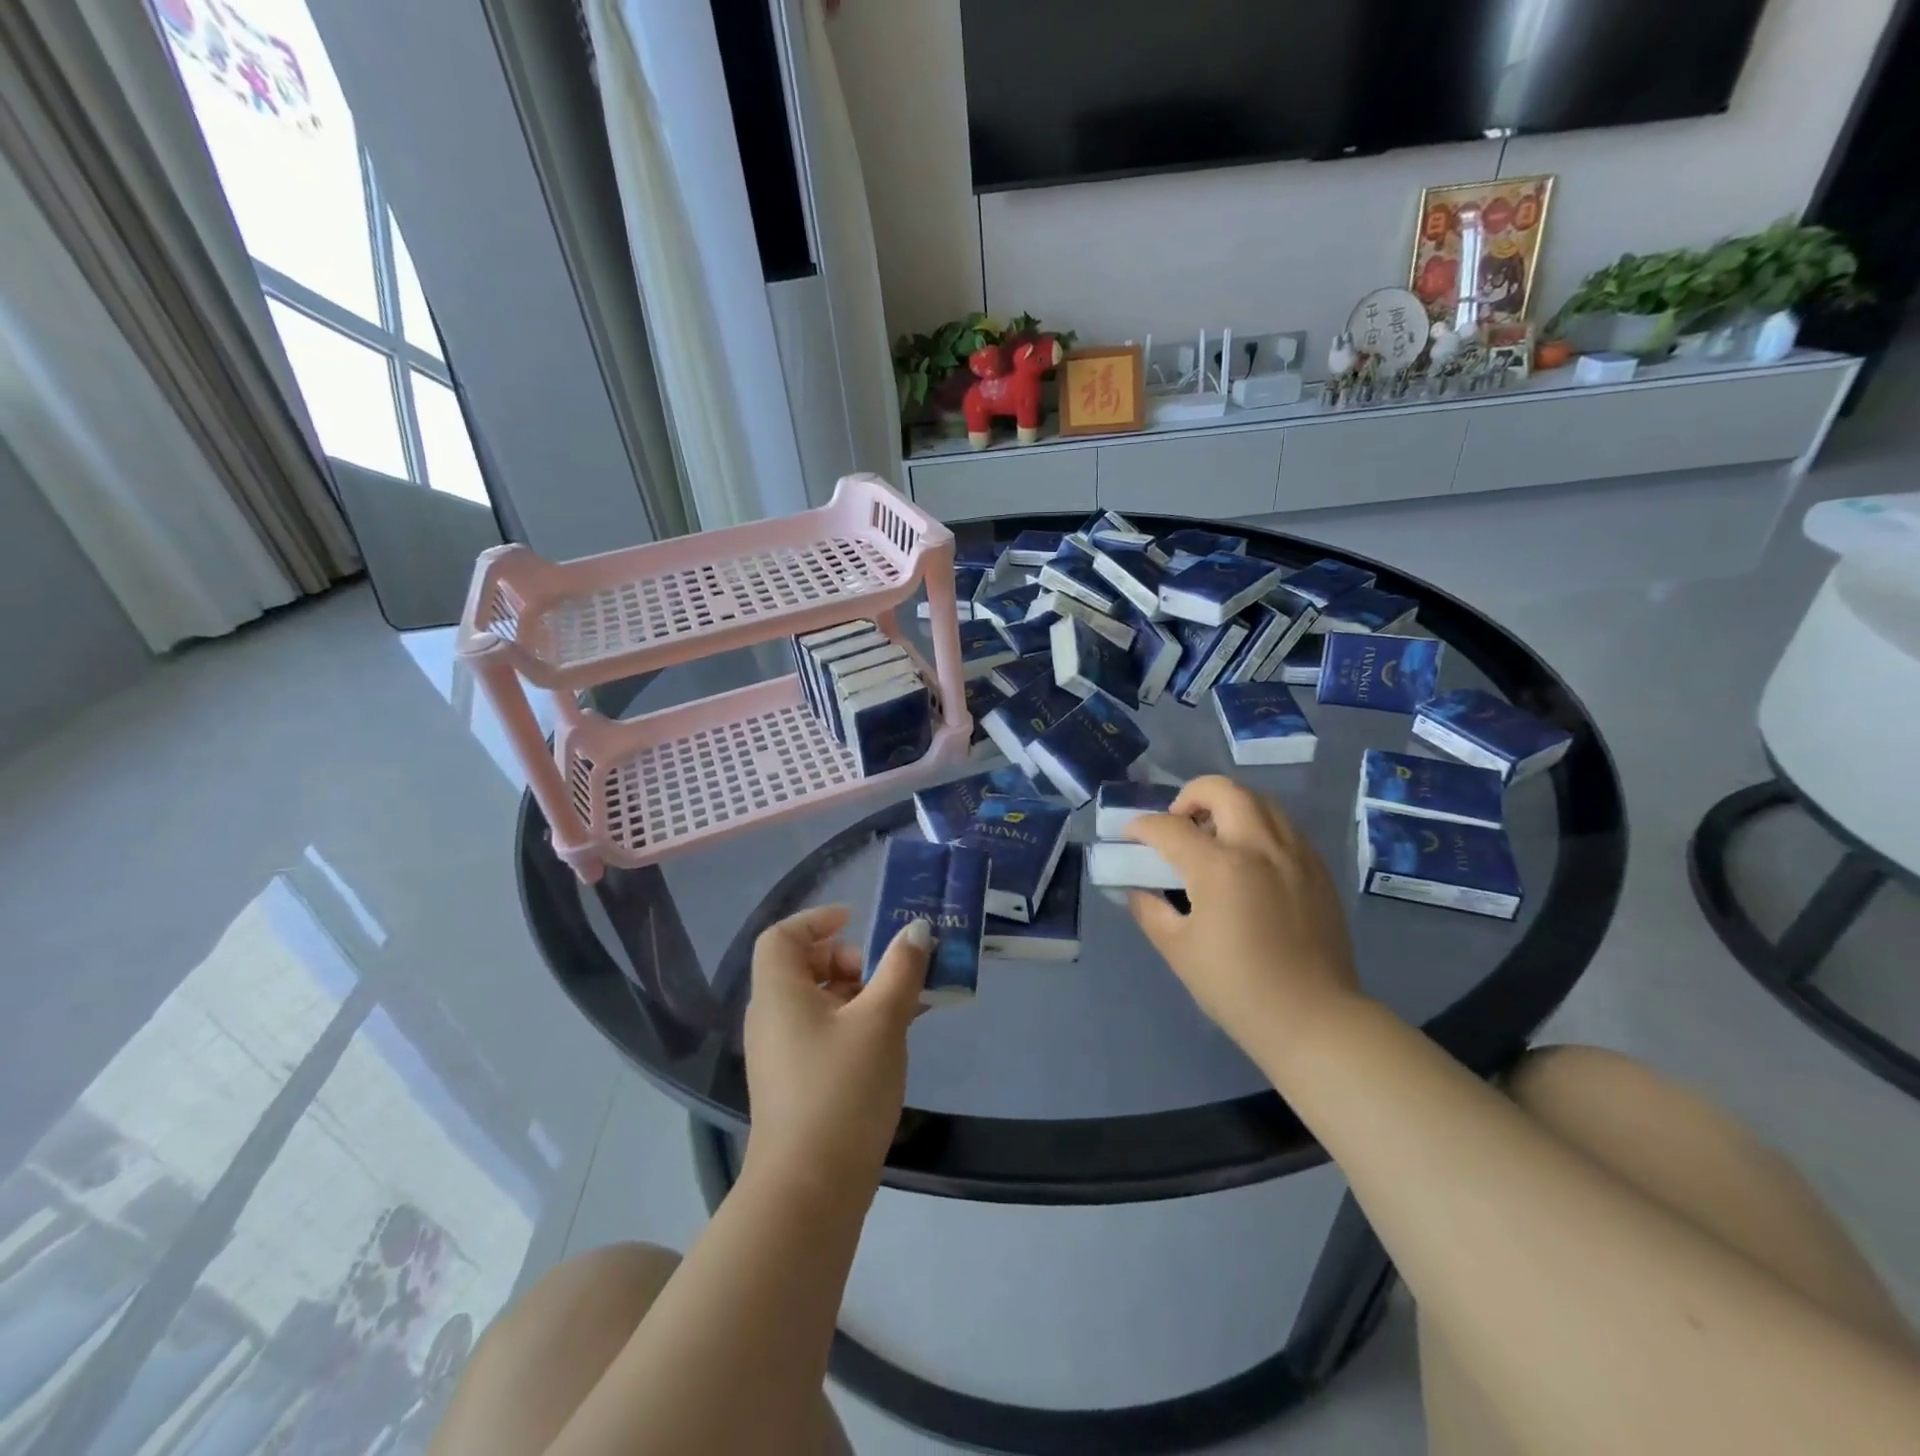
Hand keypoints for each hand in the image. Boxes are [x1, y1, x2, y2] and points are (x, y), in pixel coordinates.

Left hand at [742, 906, 928, 1200]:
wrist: (810, 1190)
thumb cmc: (842, 1089)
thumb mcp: (882, 1020)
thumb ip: (901, 969)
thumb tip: (917, 930)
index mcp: (779, 993)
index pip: (782, 936)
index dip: (817, 920)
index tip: (859, 921)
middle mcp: (772, 1017)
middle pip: (804, 966)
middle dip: (850, 959)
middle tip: (889, 973)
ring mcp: (781, 1054)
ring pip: (819, 1002)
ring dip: (860, 993)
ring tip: (904, 1005)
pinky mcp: (795, 1083)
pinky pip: (824, 1032)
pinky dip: (854, 1023)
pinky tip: (892, 1040)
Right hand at [1125, 776, 1361, 1056]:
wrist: (1313, 1019)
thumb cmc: (1237, 987)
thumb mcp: (1178, 950)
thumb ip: (1150, 909)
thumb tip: (1138, 887)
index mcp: (1220, 867)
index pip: (1169, 827)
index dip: (1141, 827)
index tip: (1130, 837)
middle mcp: (1260, 847)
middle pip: (1222, 790)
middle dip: (1190, 796)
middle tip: (1178, 823)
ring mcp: (1296, 854)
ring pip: (1259, 801)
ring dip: (1228, 806)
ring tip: (1214, 838)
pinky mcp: (1318, 869)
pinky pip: (1284, 827)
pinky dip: (1258, 827)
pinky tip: (1249, 861)